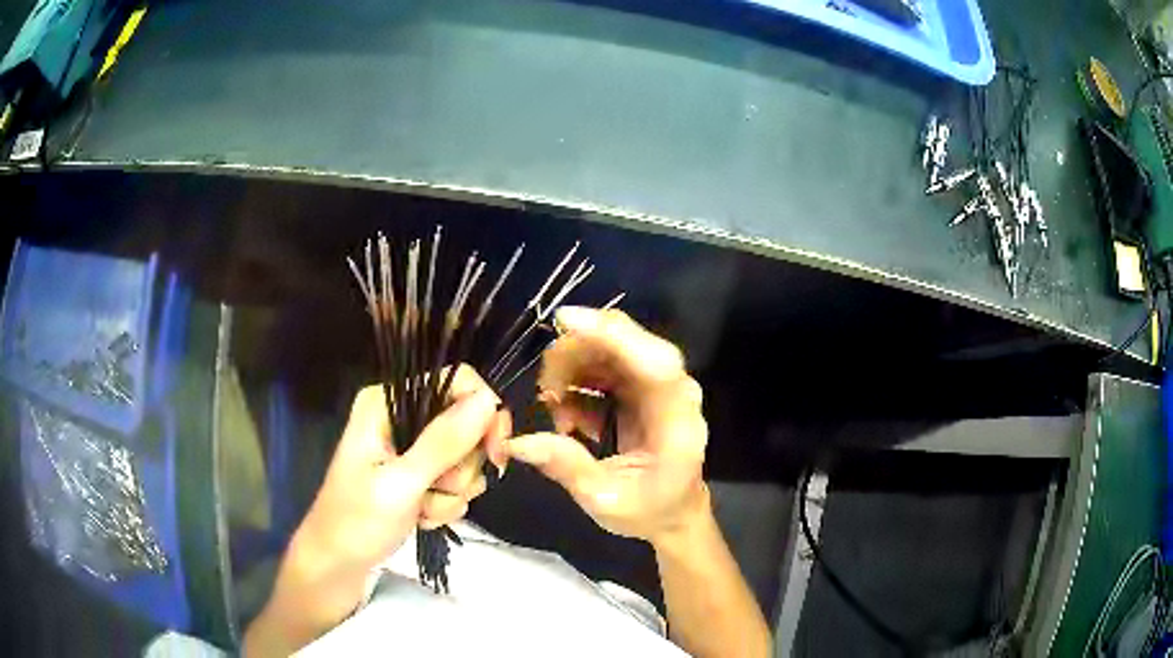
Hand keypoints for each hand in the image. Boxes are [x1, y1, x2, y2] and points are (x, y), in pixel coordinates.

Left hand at [296, 365, 509, 576]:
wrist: (338, 564)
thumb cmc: (356, 522)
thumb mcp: (400, 484)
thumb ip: (443, 443)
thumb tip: (488, 400)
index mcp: (388, 402)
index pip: (456, 383)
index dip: (484, 414)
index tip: (495, 455)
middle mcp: (401, 416)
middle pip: (467, 424)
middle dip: (460, 468)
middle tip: (435, 490)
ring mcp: (411, 447)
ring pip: (465, 459)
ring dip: (451, 493)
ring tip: (420, 509)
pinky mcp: (419, 474)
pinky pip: (457, 483)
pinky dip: (445, 505)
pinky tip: (420, 517)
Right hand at [508, 307, 708, 545]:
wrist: (673, 512)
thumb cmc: (648, 510)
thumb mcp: (604, 499)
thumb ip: (566, 467)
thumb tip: (516, 442)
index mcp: (677, 421)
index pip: (655, 363)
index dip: (613, 336)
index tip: (565, 320)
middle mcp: (674, 391)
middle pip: (626, 343)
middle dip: (574, 355)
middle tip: (545, 394)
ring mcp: (659, 385)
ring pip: (610, 347)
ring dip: (571, 369)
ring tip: (557, 415)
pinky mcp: (642, 386)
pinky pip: (604, 363)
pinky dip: (577, 380)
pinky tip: (569, 416)